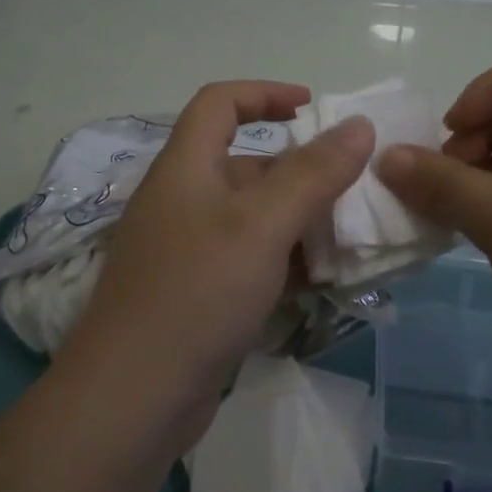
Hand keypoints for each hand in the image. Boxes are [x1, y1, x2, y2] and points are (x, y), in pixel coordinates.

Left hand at [63, 81, 373, 410]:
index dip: (265, 93)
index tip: (314, 107)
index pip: (219, 104)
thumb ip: (313, 173)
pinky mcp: (196, 295)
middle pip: (246, 165)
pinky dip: (284, 262)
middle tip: (354, 188)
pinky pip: (248, 261)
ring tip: (351, 237)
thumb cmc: (196, 293)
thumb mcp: (261, 225)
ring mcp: (187, 252)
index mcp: (186, 168)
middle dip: (300, 171)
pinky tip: (321, 282)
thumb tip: (358, 125)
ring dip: (299, 222)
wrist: (133, 398)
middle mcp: (183, 202)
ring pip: (253, 219)